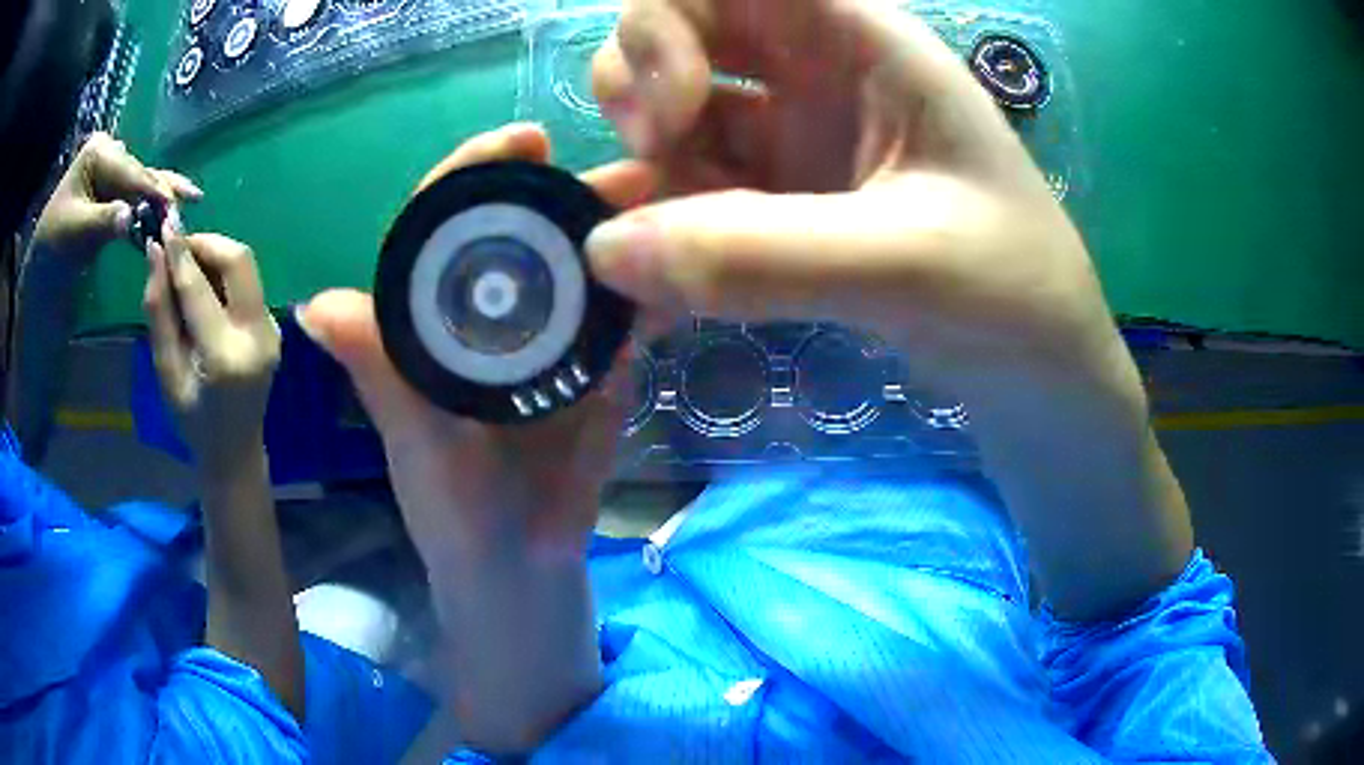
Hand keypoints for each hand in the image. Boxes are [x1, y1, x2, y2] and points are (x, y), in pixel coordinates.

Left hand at [34, 133, 202, 265]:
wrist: (42, 267)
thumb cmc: (54, 246)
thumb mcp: (75, 233)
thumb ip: (102, 221)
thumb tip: (129, 217)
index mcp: (98, 151)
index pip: (128, 170)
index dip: (151, 187)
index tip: (174, 204)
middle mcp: (110, 153)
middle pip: (140, 173)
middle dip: (161, 190)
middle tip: (187, 206)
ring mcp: (113, 171)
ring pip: (143, 184)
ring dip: (162, 198)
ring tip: (191, 202)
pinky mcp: (114, 192)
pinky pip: (137, 197)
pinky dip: (152, 208)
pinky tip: (172, 211)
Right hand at [143, 228, 278, 477]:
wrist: (235, 450)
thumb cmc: (192, 420)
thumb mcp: (165, 371)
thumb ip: (158, 312)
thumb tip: (155, 253)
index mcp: (225, 357)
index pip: (198, 288)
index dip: (180, 252)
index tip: (164, 225)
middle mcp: (258, 336)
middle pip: (238, 259)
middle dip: (206, 243)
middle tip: (177, 248)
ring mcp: (272, 328)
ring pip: (246, 266)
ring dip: (214, 255)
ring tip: (185, 267)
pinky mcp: (274, 324)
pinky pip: (248, 282)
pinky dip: (223, 273)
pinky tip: (203, 287)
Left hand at [299, 124, 653, 568]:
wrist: (522, 566)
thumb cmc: (454, 513)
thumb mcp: (414, 444)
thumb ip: (378, 379)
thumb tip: (315, 304)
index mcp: (430, 320)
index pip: (443, 225)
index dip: (477, 175)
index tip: (526, 140)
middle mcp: (486, 316)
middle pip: (524, 233)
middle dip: (572, 194)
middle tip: (631, 172)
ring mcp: (545, 342)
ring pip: (579, 269)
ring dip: (622, 235)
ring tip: (671, 207)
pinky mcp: (592, 371)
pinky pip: (621, 323)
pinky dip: (650, 294)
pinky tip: (685, 269)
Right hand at [587, 0, 1123, 405]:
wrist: (1039, 373)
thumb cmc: (1013, 293)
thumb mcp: (908, 265)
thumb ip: (760, 256)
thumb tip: (604, 251)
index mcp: (861, 43)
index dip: (669, 17)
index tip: (676, 103)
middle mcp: (816, 76)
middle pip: (680, 31)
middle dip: (637, 83)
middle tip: (658, 159)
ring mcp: (794, 141)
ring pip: (673, 114)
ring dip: (640, 169)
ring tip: (645, 252)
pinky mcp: (782, 208)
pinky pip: (693, 198)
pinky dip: (662, 237)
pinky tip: (655, 301)